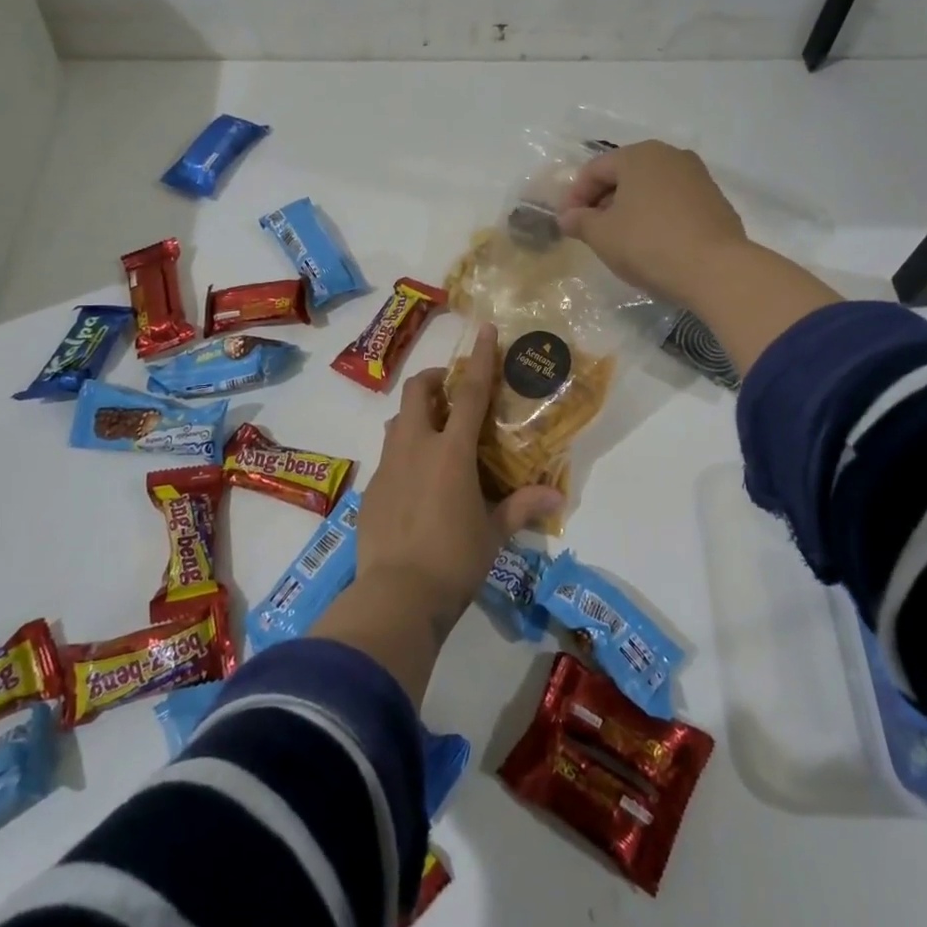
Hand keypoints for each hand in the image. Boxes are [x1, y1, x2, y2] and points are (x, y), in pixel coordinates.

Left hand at [355, 324, 562, 629]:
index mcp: (451, 452)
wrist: (396, 596)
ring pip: (397, 422)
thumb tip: (556, 498)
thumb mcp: (493, 534)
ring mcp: (388, 467)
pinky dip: (404, 454)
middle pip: (417, 393)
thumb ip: (521, 508)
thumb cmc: (454, 560)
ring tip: (434, 435)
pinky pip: (388, 457)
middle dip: (433, 381)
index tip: (484, 330)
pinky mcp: (370, 490)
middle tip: (450, 392)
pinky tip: (416, 483)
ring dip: (416, 416)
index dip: (479, 359)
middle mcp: (416, 448)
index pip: (470, 393)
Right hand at [557, 140, 749, 306]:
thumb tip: (568, 217)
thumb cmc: (649, 244)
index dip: (575, 196)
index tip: (567, 224)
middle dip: (602, 202)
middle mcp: (670, 156)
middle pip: (624, 175)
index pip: (595, 170)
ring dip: (629, 210)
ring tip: (620, 240)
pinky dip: (656, 217)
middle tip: (590, 231)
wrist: (716, 270)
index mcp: (639, 155)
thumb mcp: (602, 235)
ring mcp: (697, 177)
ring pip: (650, 189)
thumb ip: (580, 221)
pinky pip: (673, 203)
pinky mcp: (715, 201)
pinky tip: (652, 244)